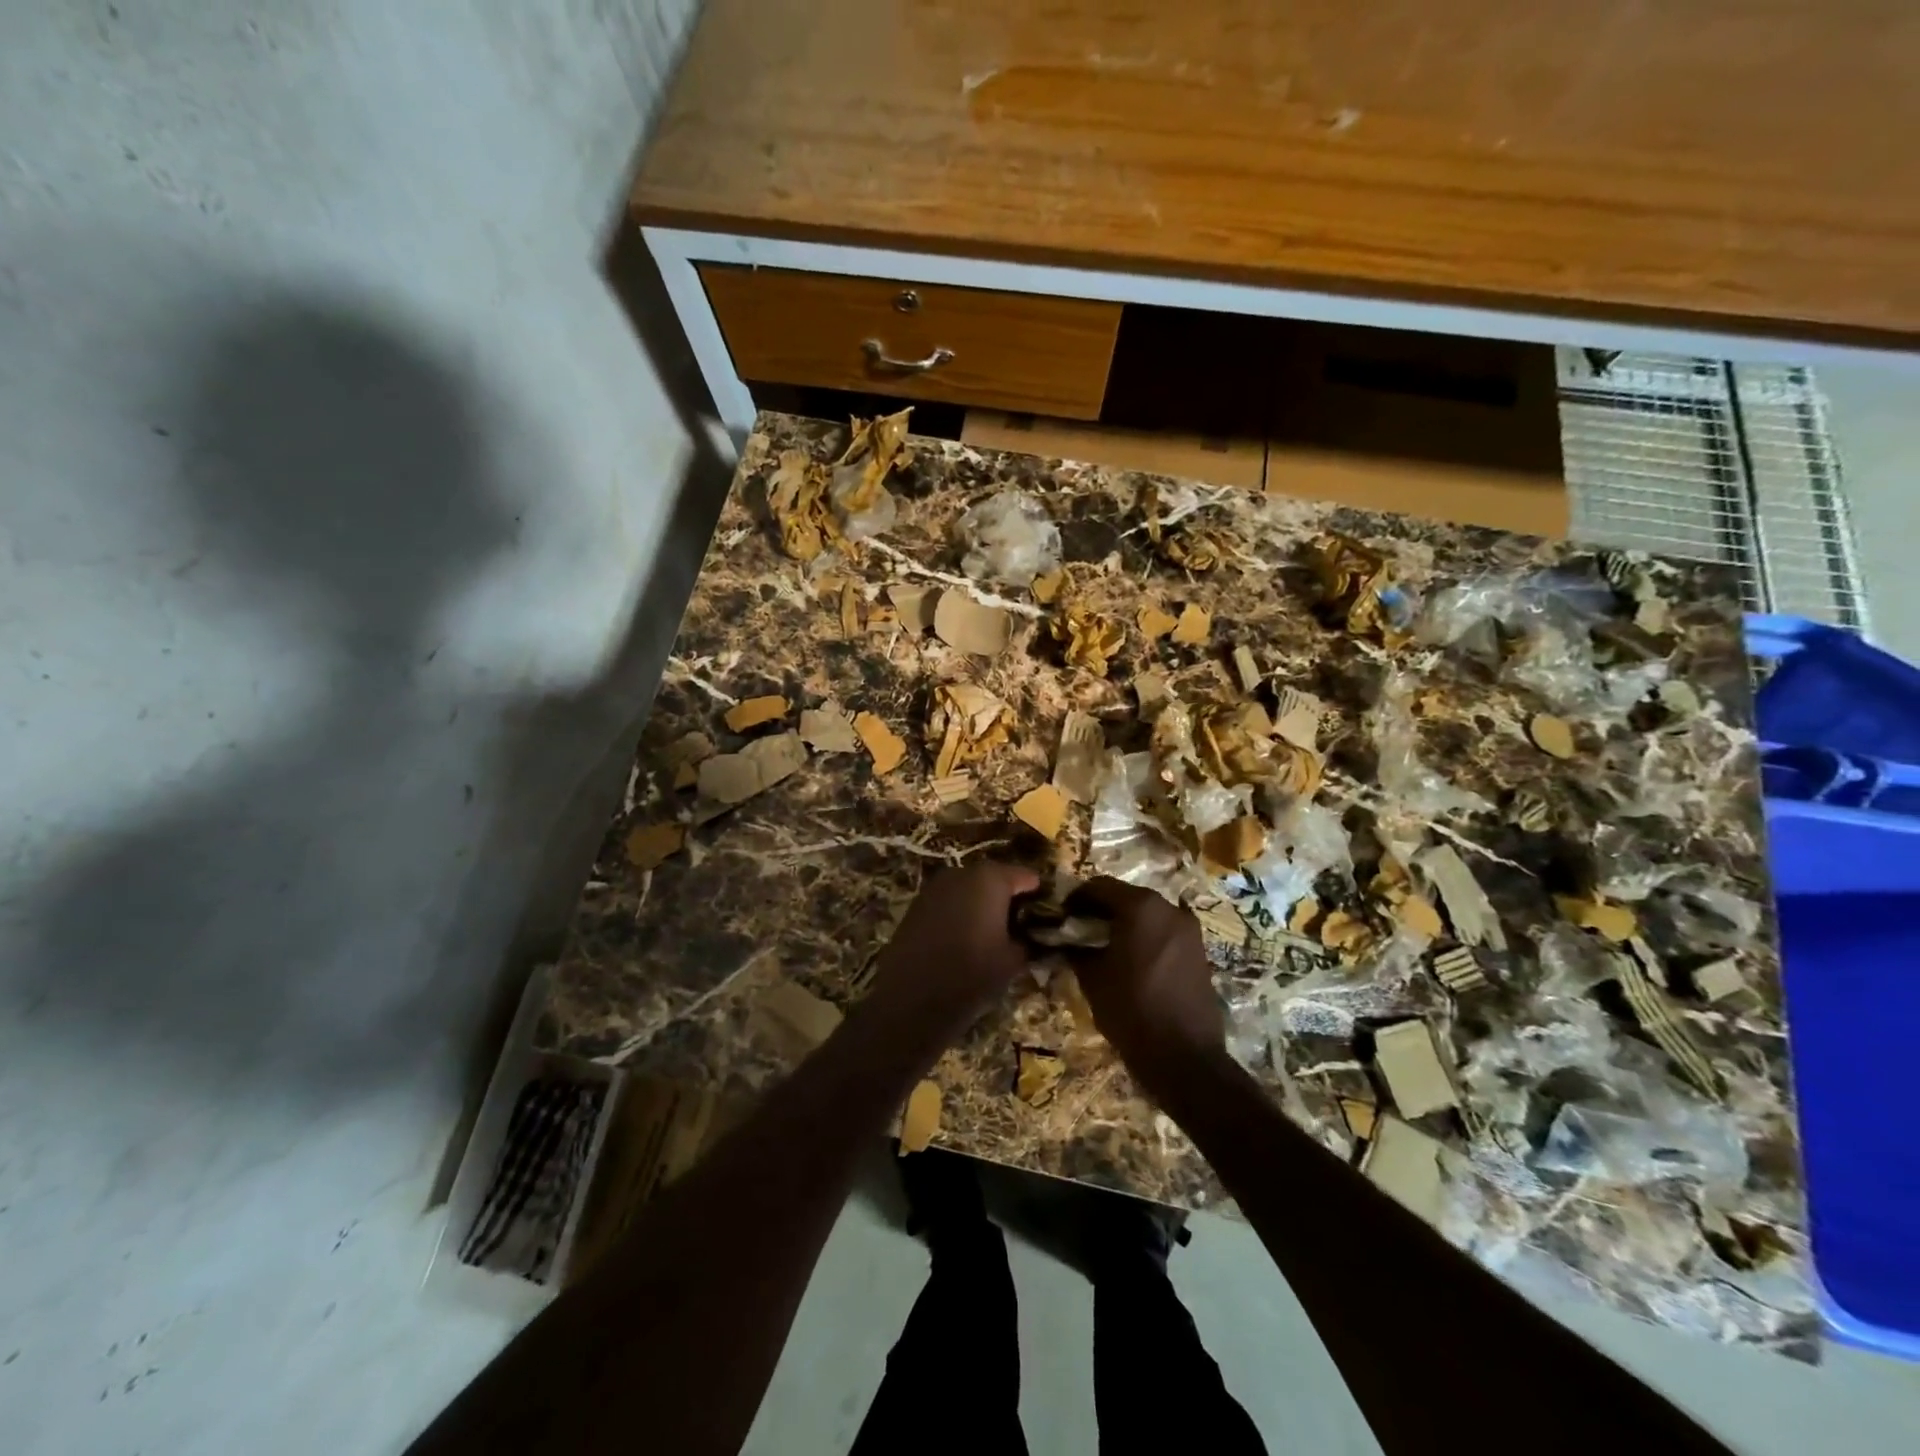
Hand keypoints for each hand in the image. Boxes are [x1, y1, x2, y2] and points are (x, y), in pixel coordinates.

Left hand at [862, 862, 1040, 1051]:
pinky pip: (947, 901)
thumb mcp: (1012, 961)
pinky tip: (963, 936)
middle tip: (1019, 922)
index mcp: (991, 879)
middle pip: (993, 878)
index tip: (1045, 913)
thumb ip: (1026, 942)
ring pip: (968, 888)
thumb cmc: (972, 974)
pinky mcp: (916, 904)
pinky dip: (958, 912)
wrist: (912, 997)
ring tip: (991, 930)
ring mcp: (935, 887)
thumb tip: (1028, 938)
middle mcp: (962, 873)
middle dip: (1007, 896)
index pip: (1024, 876)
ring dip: (980, 903)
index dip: (1037, 894)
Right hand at [1068, 878, 1226, 1088]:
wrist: (1184, 1057)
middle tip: (1078, 931)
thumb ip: (1076, 949)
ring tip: (1102, 947)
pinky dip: (1144, 937)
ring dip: (1123, 924)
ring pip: (1146, 915)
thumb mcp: (1092, 978)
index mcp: (1141, 906)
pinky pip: (1163, 932)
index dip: (1076, 898)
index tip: (1060, 915)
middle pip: (1125, 897)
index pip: (1099, 886)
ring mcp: (1188, 929)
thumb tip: (1066, 941)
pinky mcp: (1198, 950)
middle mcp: (1169, 908)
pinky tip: (1129, 960)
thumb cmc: (1131, 1010)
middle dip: (1100, 910)